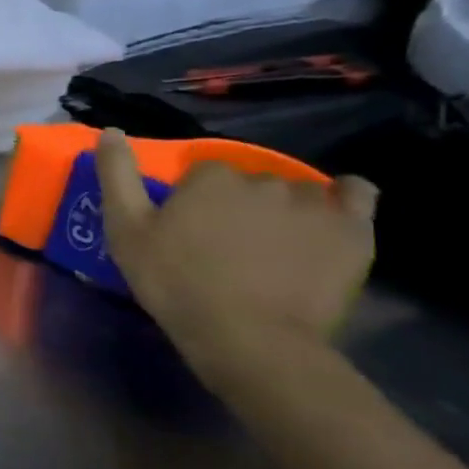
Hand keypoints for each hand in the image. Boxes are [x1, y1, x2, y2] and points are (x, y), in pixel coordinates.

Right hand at [95, 128, 377, 361]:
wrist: (248, 336)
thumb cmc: (175, 282)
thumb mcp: (125, 231)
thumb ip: (116, 176)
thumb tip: (111, 131)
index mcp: (210, 178)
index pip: (202, 173)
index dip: (192, 199)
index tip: (187, 228)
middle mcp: (264, 180)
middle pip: (249, 182)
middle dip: (238, 203)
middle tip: (225, 242)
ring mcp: (314, 203)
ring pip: (296, 190)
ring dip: (284, 206)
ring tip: (273, 242)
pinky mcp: (353, 229)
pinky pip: (357, 193)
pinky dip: (343, 197)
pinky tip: (328, 215)